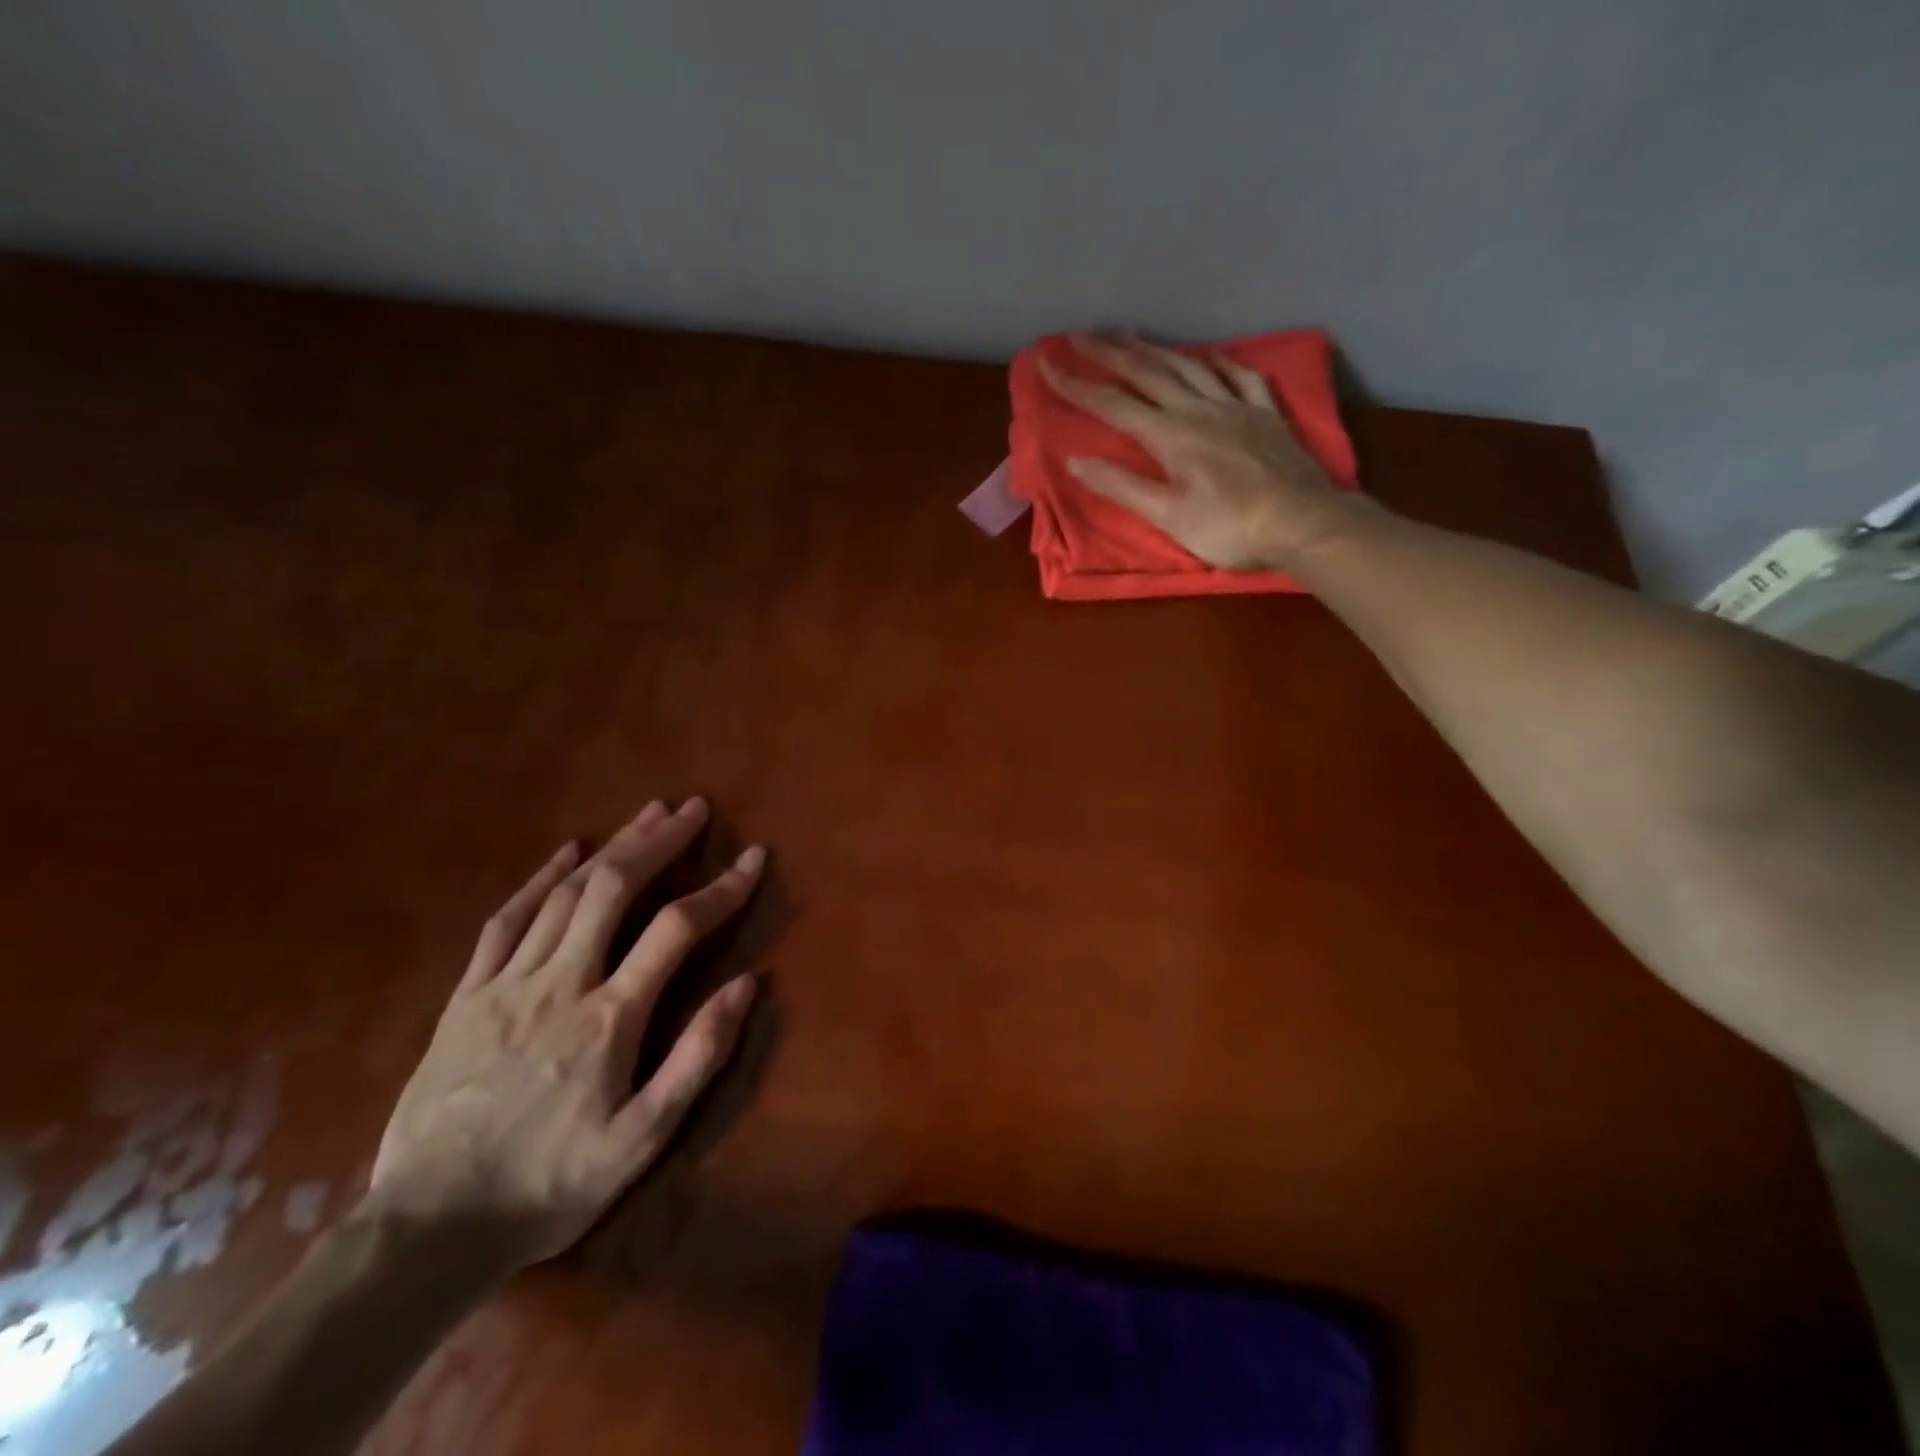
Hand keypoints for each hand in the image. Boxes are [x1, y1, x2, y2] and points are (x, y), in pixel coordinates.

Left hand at [366, 797, 763, 1270]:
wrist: (426, 1233)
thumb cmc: (550, 1186)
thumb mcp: (643, 1140)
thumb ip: (698, 1057)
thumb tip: (747, 984)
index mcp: (610, 1018)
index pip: (678, 929)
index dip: (722, 887)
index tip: (753, 858)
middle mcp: (561, 984)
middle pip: (614, 888)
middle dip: (660, 841)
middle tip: (693, 808)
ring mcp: (506, 985)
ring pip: (566, 894)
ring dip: (613, 847)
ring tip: (647, 815)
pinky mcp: (465, 997)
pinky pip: (505, 921)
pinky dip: (539, 879)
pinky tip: (566, 852)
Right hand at [1039, 333, 1376, 569]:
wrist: (1301, 522)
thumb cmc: (1228, 528)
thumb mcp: (1168, 516)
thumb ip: (1122, 486)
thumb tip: (1075, 462)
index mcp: (1171, 435)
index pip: (1113, 405)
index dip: (1077, 386)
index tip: (1048, 365)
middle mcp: (1199, 409)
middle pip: (1148, 372)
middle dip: (1110, 353)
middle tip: (1080, 335)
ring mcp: (1236, 406)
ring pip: (1189, 366)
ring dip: (1155, 348)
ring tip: (1131, 335)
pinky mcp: (1266, 413)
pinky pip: (1239, 375)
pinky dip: (1218, 361)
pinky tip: (1208, 354)